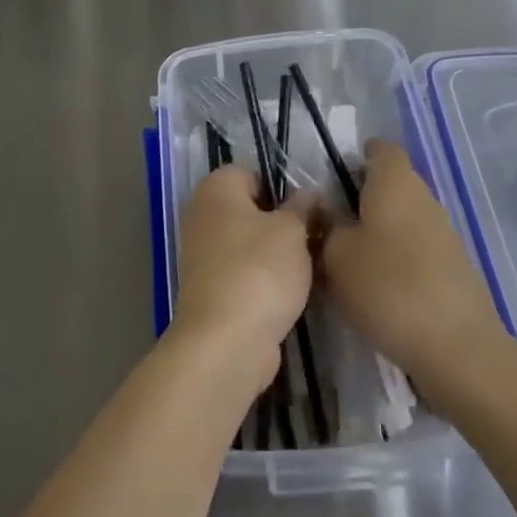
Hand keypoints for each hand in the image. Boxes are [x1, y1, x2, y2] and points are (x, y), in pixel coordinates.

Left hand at [170, 165, 315, 391]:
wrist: (226, 342)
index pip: (254, 173)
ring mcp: (202, 254)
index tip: (309, 212)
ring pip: (249, 244)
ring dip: (276, 256)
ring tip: (309, 269)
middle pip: (251, 209)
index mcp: (216, 188)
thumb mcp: (293, 231)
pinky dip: (264, 281)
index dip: (283, 190)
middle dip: (282, 224)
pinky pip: (244, 273)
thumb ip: (303, 207)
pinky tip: (290, 294)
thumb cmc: (259, 270)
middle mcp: (202, 214)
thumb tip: (309, 194)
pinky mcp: (210, 289)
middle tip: (314, 239)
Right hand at [320, 140, 504, 396]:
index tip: (334, 179)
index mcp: (395, 181)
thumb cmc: (388, 287)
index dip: (358, 157)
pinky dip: (399, 257)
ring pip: (405, 216)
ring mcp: (445, 231)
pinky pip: (419, 247)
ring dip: (381, 230)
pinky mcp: (455, 266)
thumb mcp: (336, 256)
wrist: (458, 348)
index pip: (380, 149)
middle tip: (333, 224)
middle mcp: (424, 196)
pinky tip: (382, 287)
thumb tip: (326, 212)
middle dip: (364, 198)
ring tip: (352, 260)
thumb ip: (326, 226)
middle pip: (392, 183)